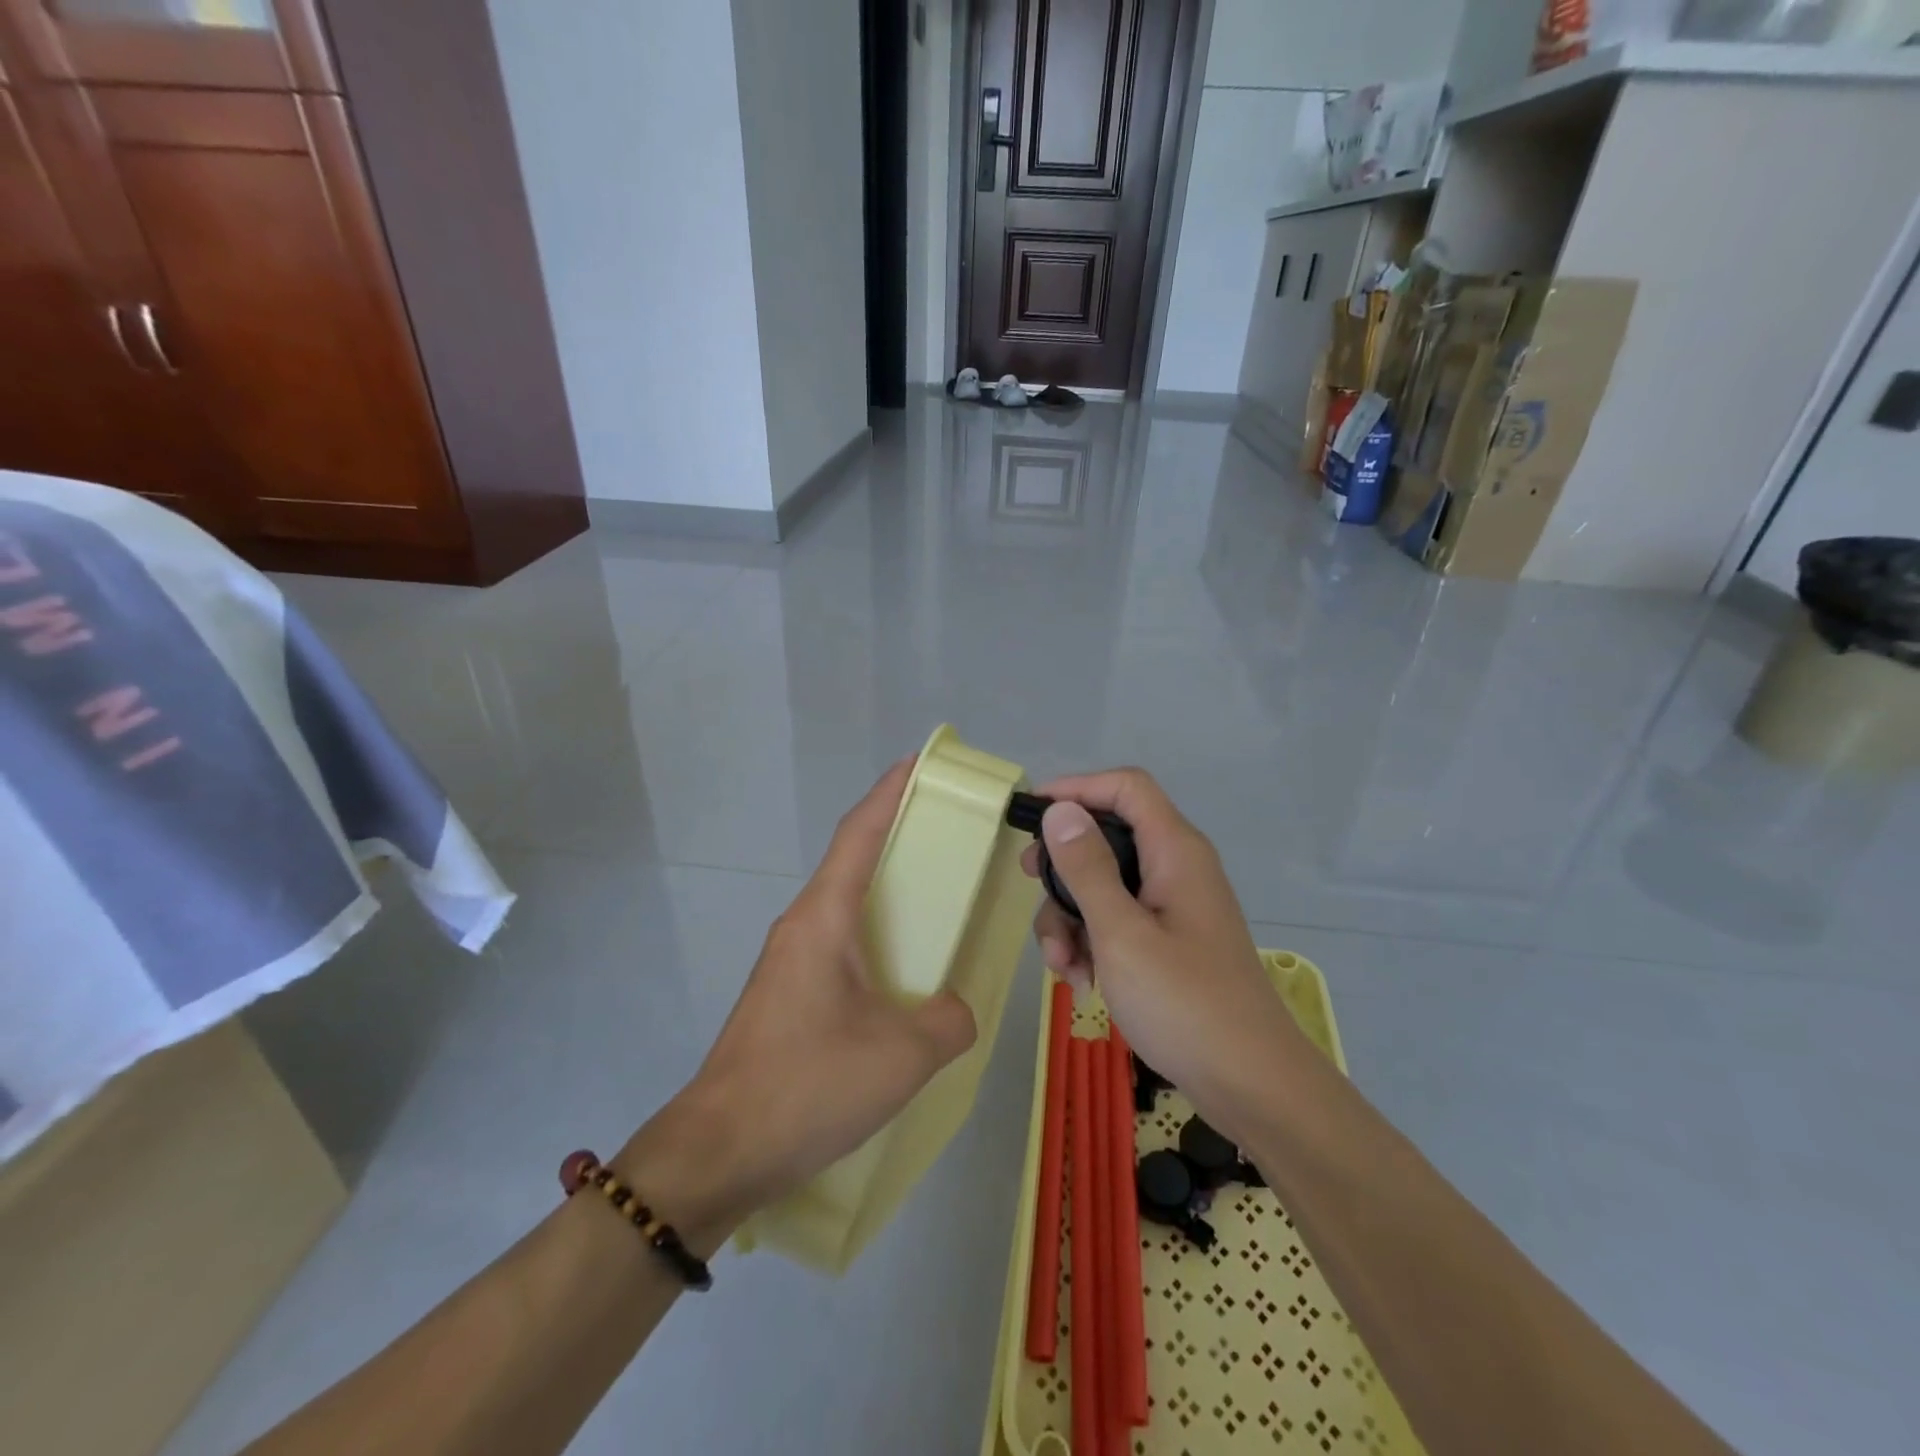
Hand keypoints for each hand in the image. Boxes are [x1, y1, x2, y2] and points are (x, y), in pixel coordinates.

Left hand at [618, 760, 976, 1249]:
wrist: (718, 1152)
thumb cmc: (808, 1084)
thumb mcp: (903, 1054)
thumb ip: (949, 1020)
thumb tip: (954, 1009)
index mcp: (823, 917)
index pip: (859, 833)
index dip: (889, 793)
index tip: (919, 765)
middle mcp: (801, 926)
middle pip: (852, 862)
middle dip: (897, 838)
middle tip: (949, 834)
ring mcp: (788, 962)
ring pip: (845, 907)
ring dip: (886, 893)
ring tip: (935, 901)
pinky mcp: (786, 997)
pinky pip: (840, 946)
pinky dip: (875, 939)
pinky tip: (902, 974)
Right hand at [1021, 768, 1315, 1143]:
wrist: (1251, 1085)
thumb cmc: (1184, 1003)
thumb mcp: (1121, 933)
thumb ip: (1087, 868)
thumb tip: (1061, 810)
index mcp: (1174, 851)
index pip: (1126, 787)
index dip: (1077, 788)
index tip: (1032, 814)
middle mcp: (1176, 868)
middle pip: (1108, 839)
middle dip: (1064, 868)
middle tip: (1031, 887)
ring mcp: (1173, 907)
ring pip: (1105, 885)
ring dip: (1072, 918)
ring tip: (1063, 967)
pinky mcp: (1169, 941)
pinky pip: (1119, 920)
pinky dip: (1093, 942)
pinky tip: (1083, 982)